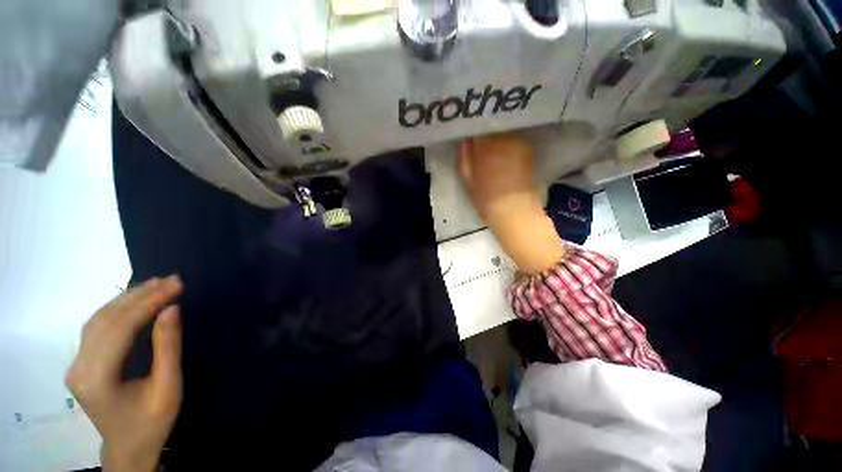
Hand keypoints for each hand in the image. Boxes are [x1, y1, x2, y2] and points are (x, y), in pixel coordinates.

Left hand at [66, 276, 183, 471]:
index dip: (149, 302)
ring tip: (157, 283)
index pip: (121, 328)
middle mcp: (79, 367)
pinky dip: (118, 308)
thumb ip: (168, 347)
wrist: (129, 448)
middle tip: (172, 279)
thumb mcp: (168, 387)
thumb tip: (172, 308)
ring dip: (128, 298)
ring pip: (98, 319)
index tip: (177, 284)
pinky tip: (135, 299)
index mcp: (97, 378)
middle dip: (140, 295)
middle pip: (106, 319)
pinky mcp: (81, 363)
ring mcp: (76, 364)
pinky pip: (97, 327)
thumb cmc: (152, 422)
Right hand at [458, 135, 564, 272]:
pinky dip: (508, 140)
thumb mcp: (467, 179)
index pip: (479, 125)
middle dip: (486, 129)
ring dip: (497, 134)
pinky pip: (515, 137)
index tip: (470, 135)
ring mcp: (519, 142)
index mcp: (485, 145)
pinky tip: (504, 152)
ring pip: (505, 130)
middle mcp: (504, 138)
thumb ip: (464, 156)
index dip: (474, 128)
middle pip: (493, 124)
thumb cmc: (486, 197)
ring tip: (492, 146)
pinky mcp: (528, 148)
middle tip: (479, 140)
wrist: (514, 210)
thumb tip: (466, 139)